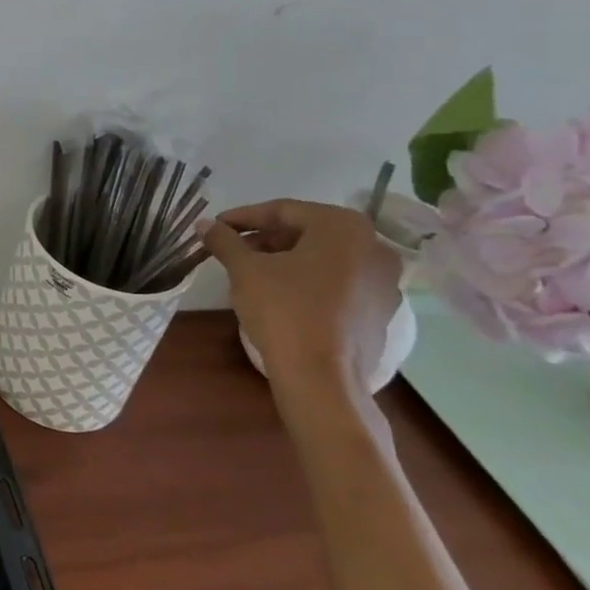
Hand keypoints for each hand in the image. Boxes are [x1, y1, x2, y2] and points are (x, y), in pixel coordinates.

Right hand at [204, 200, 401, 415]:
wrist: (322, 378)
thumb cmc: (284, 310)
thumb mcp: (244, 269)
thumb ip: (224, 240)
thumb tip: (204, 224)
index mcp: (343, 227)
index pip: (283, 210)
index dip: (243, 218)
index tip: (216, 227)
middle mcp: (373, 247)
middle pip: (307, 232)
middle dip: (266, 239)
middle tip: (233, 251)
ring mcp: (384, 281)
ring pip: (324, 258)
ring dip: (286, 260)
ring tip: (252, 273)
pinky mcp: (381, 311)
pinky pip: (339, 283)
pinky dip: (309, 281)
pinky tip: (281, 296)